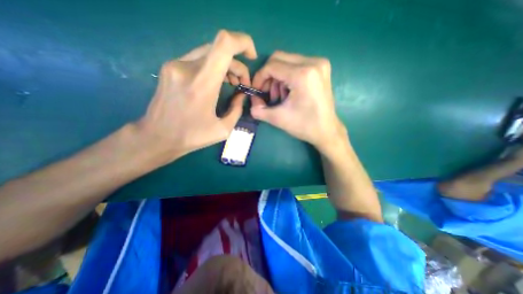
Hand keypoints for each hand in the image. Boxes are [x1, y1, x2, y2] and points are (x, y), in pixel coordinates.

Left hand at [135, 30, 256, 159]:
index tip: (251, 56)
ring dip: (226, 65)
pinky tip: (217, 82)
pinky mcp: (170, 67)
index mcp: (202, 83)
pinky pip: (199, 59)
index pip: (225, 44)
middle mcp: (187, 67)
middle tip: (241, 83)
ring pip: (210, 52)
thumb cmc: (192, 137)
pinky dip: (213, 67)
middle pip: (220, 49)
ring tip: (232, 83)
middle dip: (237, 64)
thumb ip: (237, 109)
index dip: (243, 42)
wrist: (157, 137)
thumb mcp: (223, 129)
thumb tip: (241, 95)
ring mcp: (175, 64)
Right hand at [251, 51, 345, 150]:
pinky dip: (288, 76)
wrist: (327, 131)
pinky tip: (290, 92)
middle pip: (279, 58)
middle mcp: (313, 62)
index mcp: (302, 75)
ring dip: (278, 78)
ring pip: (287, 61)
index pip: (272, 66)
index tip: (256, 90)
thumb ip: (259, 110)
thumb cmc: (304, 126)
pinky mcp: (322, 67)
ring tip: (281, 96)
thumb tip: (251, 100)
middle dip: (268, 76)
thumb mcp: (278, 119)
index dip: (259, 77)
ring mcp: (319, 63)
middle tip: (268, 94)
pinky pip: (297, 64)